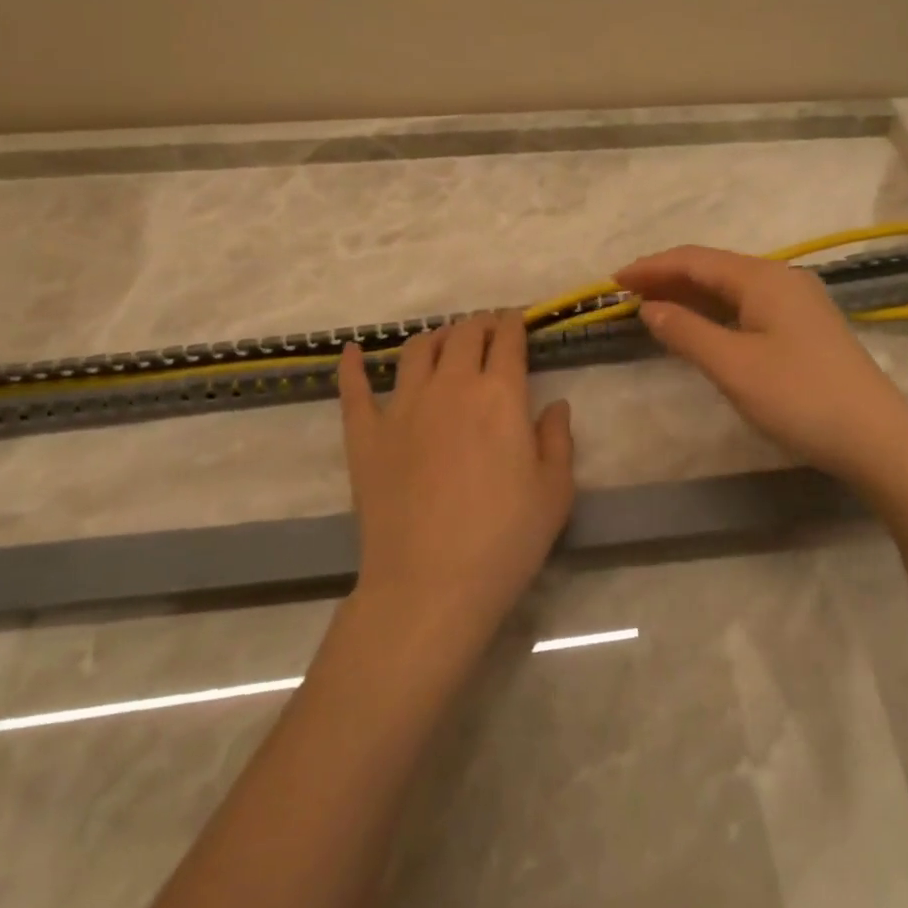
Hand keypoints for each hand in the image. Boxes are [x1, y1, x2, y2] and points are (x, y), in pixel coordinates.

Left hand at [336, 313, 574, 639]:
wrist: (430, 586)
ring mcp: (402, 407)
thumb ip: (558, 439)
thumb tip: (555, 405)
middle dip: (480, 324)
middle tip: (488, 330)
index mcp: (499, 395)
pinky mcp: (365, 435)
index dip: (514, 323)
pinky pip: (354, 389)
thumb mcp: (555, 492)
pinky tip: (350, 351)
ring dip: (435, 337)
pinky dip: (352, 365)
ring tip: (443, 340)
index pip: (507, 340)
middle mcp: (450, 387)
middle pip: (463, 335)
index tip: (517, 320)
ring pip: (417, 351)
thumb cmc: (505, 540)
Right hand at [615, 245, 907, 498]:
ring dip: (690, 295)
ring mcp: (797, 302)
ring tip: (652, 306)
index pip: (695, 260)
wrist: (878, 439)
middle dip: (667, 277)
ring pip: (731, 288)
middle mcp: (781, 279)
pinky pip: (747, 306)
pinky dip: (714, 312)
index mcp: (763, 278)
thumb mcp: (733, 366)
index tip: (613, 280)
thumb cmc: (800, 398)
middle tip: (626, 293)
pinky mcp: (804, 327)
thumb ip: (687, 332)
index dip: (651, 267)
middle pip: (713, 268)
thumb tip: (650, 308)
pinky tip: (699, 326)